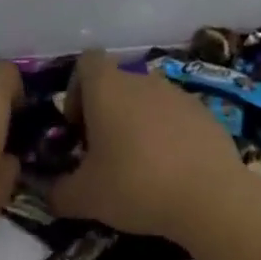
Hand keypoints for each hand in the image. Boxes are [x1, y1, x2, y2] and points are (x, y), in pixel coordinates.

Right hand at [51, 50, 248, 239]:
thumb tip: (49, 194)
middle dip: (107, 112)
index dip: (76, 89)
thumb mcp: (85, 197)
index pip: (86, 62)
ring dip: (138, 123)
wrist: (211, 197)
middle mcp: (142, 80)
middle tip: (104, 152)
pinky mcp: (206, 114)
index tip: (78, 125)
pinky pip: (177, 117)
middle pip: (117, 82)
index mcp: (107, 87)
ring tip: (140, 165)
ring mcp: (178, 94)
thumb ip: (58, 193)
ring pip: (148, 100)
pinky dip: (169, 136)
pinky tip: (172, 171)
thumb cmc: (136, 184)